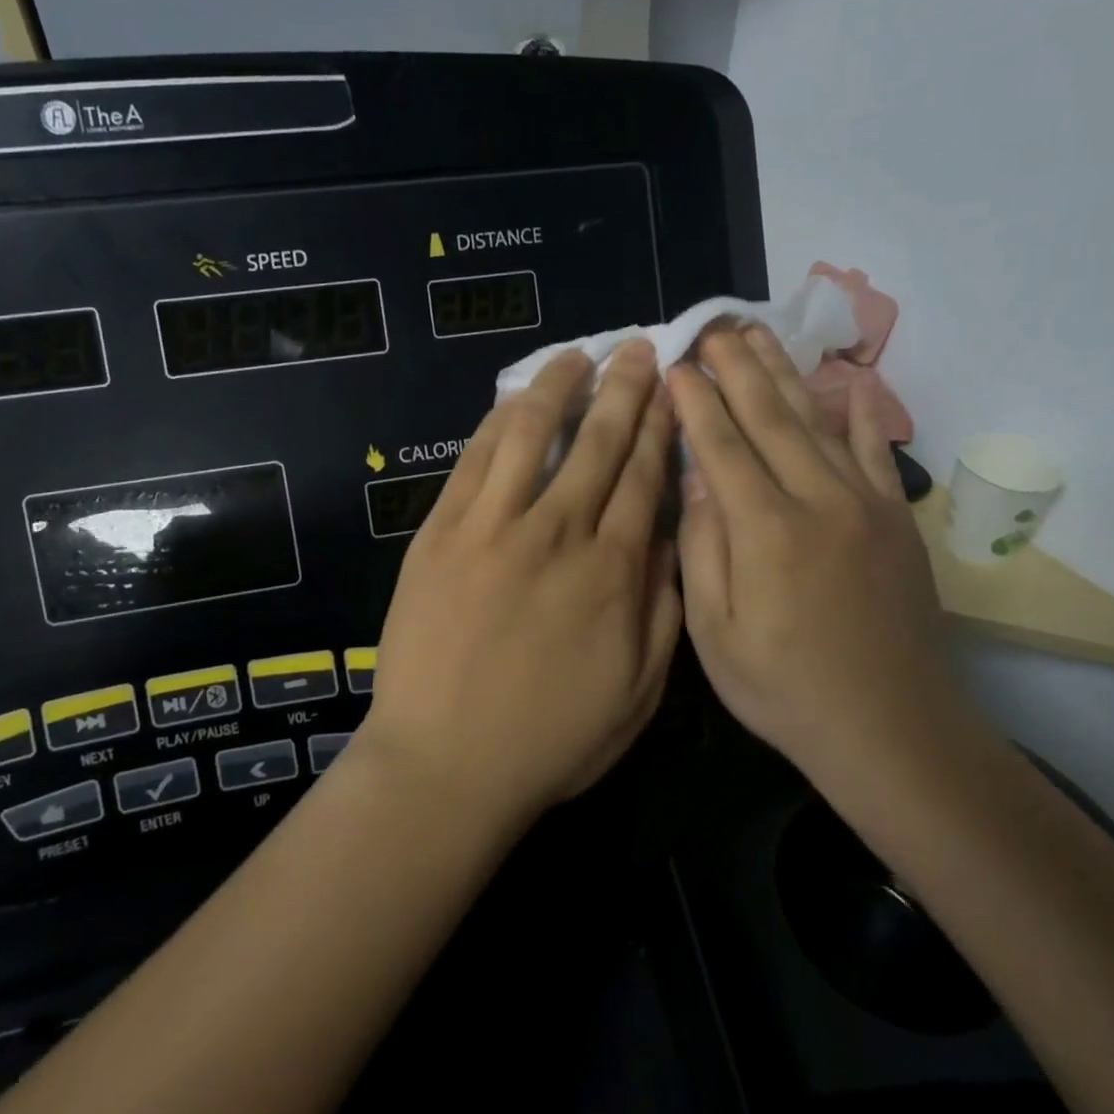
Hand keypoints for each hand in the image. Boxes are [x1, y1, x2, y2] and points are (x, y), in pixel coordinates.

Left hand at [359, 342, 681, 830]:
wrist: (444, 765)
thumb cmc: (548, 740)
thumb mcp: (636, 694)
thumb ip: (662, 612)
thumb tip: (668, 541)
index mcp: (612, 572)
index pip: (644, 477)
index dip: (660, 427)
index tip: (671, 390)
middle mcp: (558, 532)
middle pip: (600, 442)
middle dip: (625, 389)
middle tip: (639, 349)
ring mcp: (494, 526)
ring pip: (534, 433)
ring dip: (561, 386)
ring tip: (579, 353)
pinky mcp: (442, 531)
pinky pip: (476, 460)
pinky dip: (500, 421)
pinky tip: (516, 397)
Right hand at [666, 326, 958, 776]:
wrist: (892, 731)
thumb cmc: (785, 690)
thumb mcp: (715, 635)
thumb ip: (702, 549)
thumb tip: (696, 479)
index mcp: (765, 531)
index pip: (720, 446)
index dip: (696, 401)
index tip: (676, 363)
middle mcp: (817, 501)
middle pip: (769, 417)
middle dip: (736, 367)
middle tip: (713, 326)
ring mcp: (865, 505)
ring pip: (816, 422)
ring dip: (785, 373)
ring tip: (759, 333)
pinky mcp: (897, 520)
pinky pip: (877, 452)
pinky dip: (861, 413)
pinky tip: (849, 380)